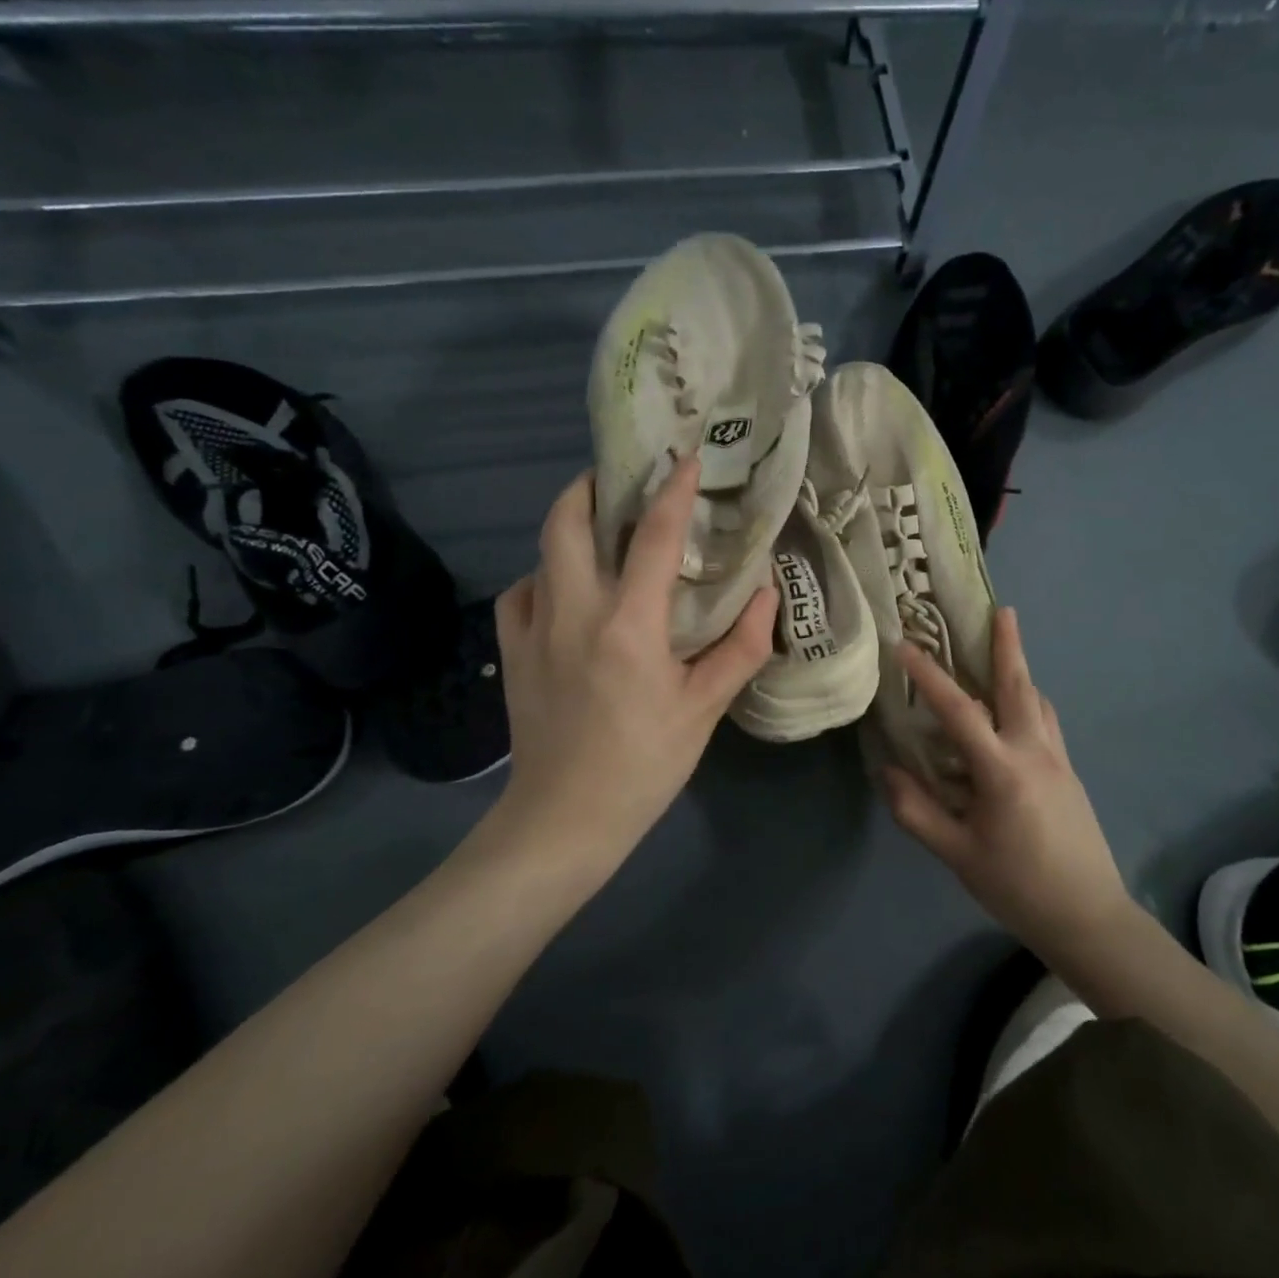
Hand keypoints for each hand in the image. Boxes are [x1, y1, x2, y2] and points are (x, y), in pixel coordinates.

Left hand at [492, 458, 775, 872]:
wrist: (563, 819)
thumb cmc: (643, 764)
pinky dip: (545, 577)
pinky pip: (522, 592)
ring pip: (541, 553)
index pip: (654, 538)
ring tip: (600, 532)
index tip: (686, 458)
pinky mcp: (510, 652)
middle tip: (620, 481)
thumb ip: (741, 648)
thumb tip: (768, 595)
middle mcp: (573, 611)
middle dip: (590, 486)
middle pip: (567, 521)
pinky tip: (565, 593)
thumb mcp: (704, 710)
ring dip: (569, 529)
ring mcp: (532, 629)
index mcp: (628, 624)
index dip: (673, 491)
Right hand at [885, 608, 1138, 965]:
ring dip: (1020, 671)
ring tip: (1005, 651)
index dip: (930, 677)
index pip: (960, 711)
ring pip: (1038, 702)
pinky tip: (1018, 710)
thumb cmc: (1017, 887)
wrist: (1088, 916)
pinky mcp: (1069, 773)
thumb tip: (885, 771)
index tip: (906, 646)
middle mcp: (1035, 752)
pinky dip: (1030, 701)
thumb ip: (916, 812)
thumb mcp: (957, 854)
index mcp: (1002, 771)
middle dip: (1008, 646)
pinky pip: (1047, 722)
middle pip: (1019, 687)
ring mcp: (1058, 760)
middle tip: (1002, 610)